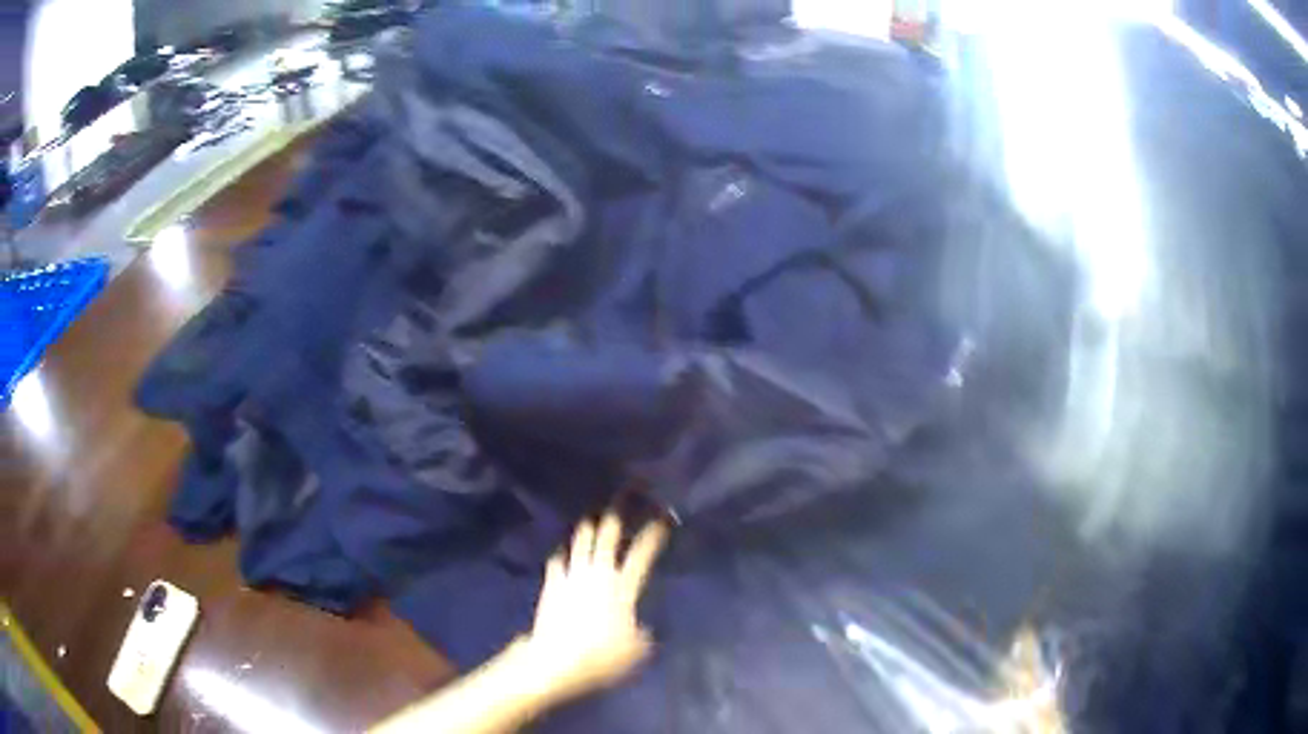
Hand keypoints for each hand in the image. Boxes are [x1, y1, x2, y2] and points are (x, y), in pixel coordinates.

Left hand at [518, 512, 668, 704]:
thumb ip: (642, 634)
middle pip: (608, 535)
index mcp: (623, 587)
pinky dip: (562, 555)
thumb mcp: (636, 649)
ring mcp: (572, 576)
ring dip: (588, 527)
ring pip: (581, 542)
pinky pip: (557, 562)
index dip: (654, 533)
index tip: (664, 516)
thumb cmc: (602, 656)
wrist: (557, 658)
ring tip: (593, 516)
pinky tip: (562, 551)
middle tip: (626, 494)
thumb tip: (642, 629)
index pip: (643, 553)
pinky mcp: (551, 585)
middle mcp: (598, 574)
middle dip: (618, 512)